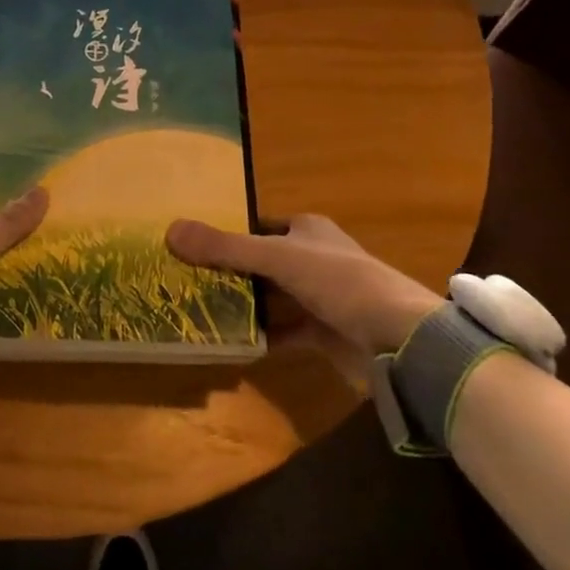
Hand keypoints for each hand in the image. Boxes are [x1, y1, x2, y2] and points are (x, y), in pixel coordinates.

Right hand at [167, 214, 442, 387]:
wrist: (399, 338)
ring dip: (243, 304)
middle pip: (262, 262)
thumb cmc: (338, 281)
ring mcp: (321, 297)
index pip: (258, 226)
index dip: (228, 233)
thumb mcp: (276, 257)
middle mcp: (314, 258)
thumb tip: (170, 230)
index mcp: (307, 230)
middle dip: (229, 272)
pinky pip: (284, 331)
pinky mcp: (324, 333)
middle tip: (185, 280)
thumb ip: (224, 247)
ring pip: (272, 297)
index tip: (191, 245)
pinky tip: (232, 343)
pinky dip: (261, 336)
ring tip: (197, 309)